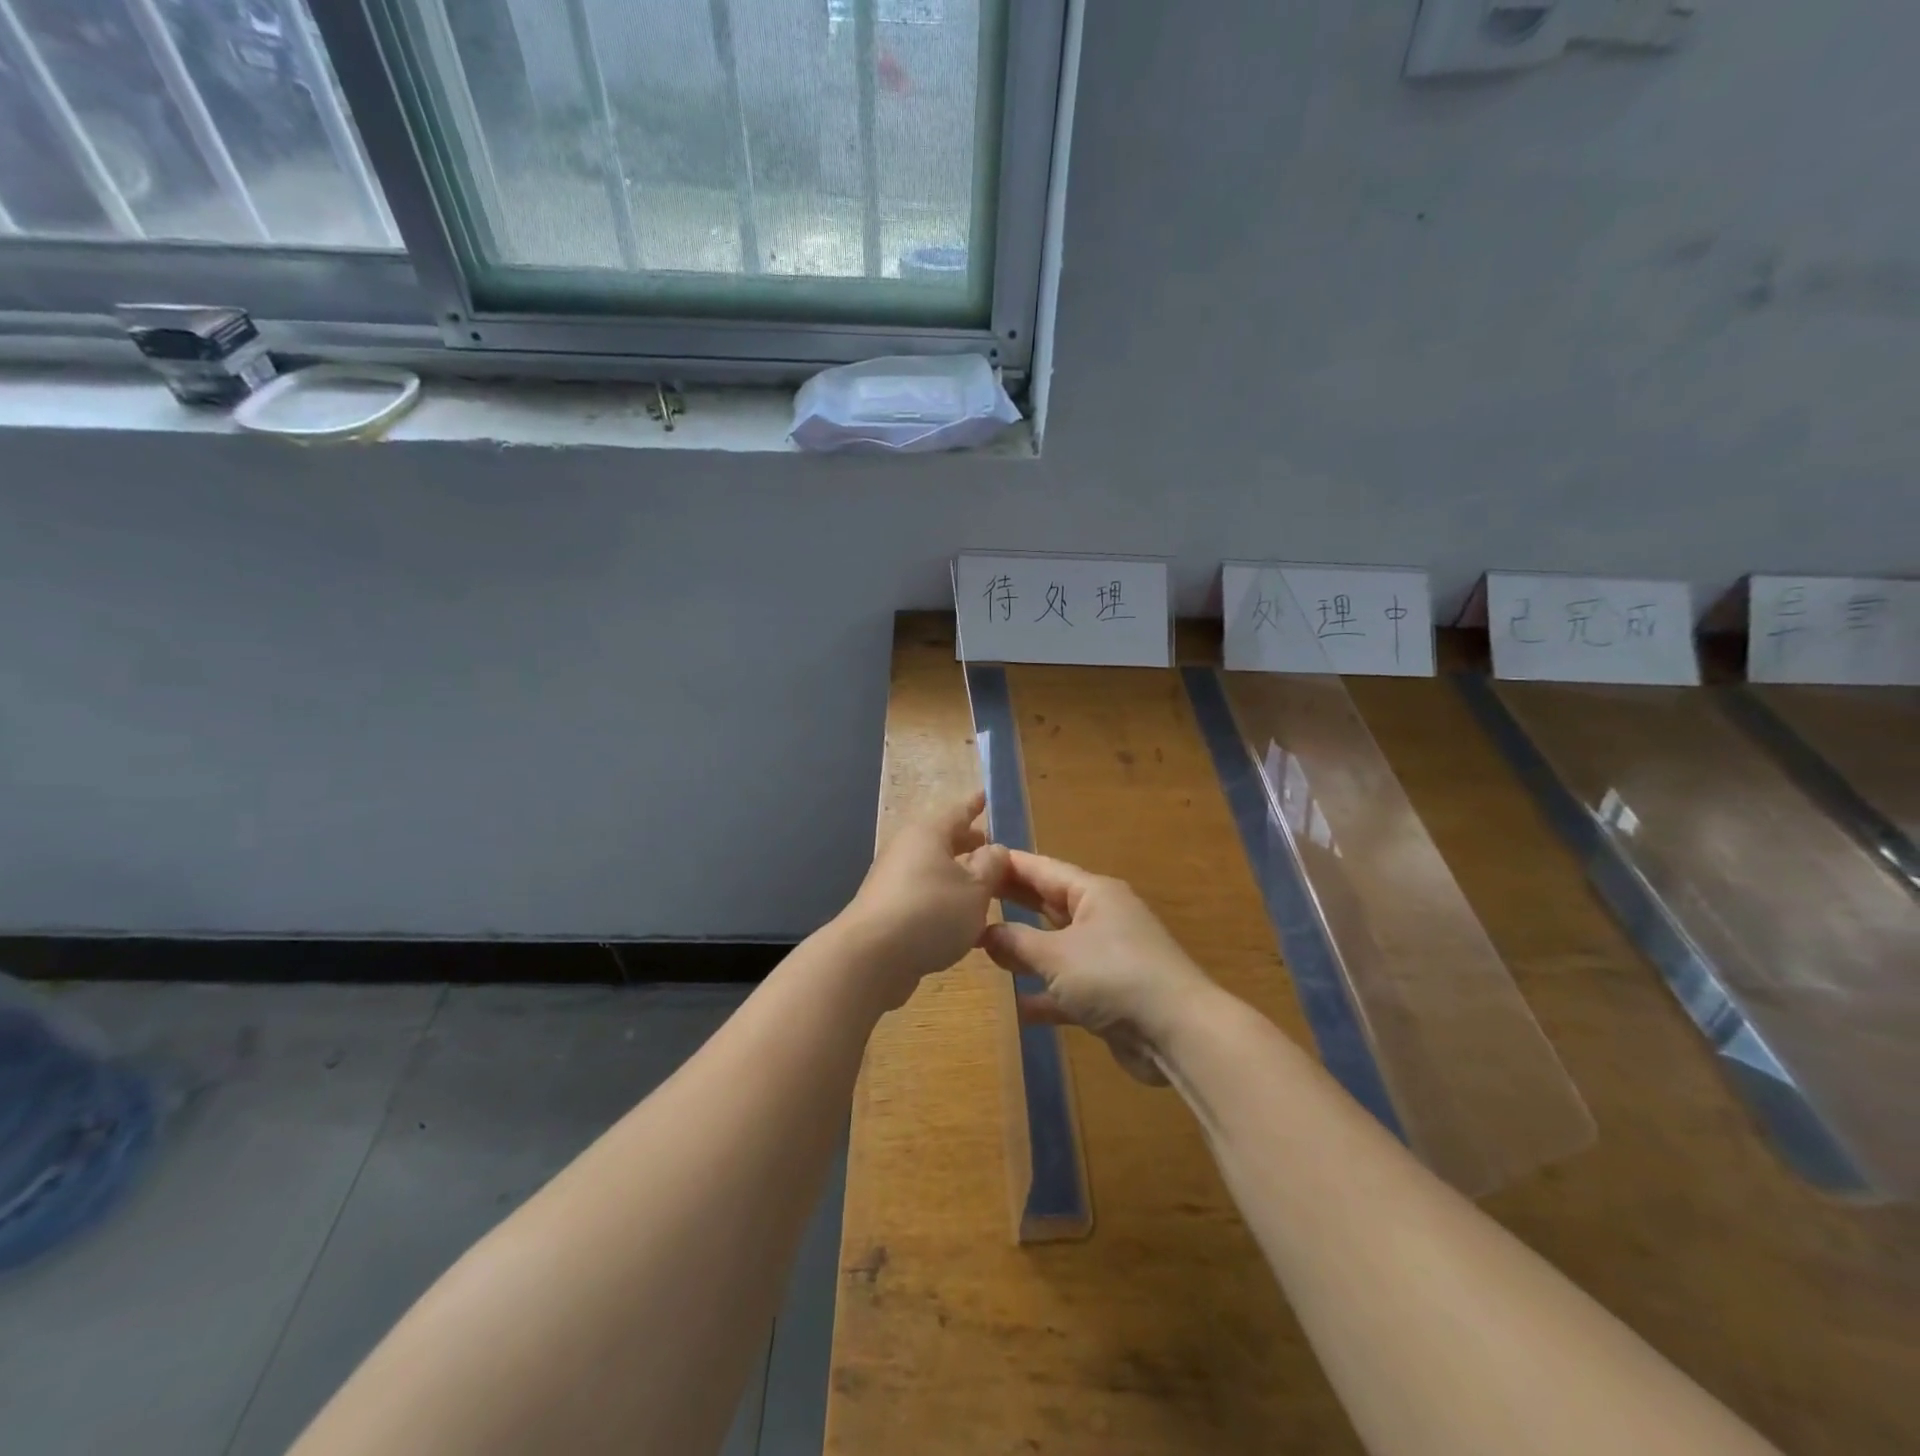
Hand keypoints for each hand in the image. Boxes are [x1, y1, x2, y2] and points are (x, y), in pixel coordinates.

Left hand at [839, 792, 1009, 1008]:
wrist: (871, 958)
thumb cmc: (931, 912)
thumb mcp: (976, 889)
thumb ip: (991, 866)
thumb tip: (995, 849)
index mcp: (929, 834)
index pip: (957, 811)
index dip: (974, 805)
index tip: (985, 795)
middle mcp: (907, 849)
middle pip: (942, 839)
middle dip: (966, 841)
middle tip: (989, 843)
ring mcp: (892, 880)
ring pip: (932, 867)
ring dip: (955, 872)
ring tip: (980, 883)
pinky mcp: (886, 910)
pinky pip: (922, 892)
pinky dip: (942, 896)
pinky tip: (957, 916)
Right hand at [980, 851, 1214, 1084]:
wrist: (1177, 1032)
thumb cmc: (1114, 975)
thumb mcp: (1056, 954)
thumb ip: (1016, 941)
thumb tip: (984, 932)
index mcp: (1093, 893)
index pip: (1042, 868)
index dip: (1008, 864)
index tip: (972, 859)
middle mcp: (1100, 917)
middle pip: (1047, 903)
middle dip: (1011, 902)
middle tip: (968, 900)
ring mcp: (1106, 957)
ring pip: (1055, 946)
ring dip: (1023, 949)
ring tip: (980, 948)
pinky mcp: (1108, 995)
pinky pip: (1066, 988)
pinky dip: (1043, 994)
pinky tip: (1014, 1005)